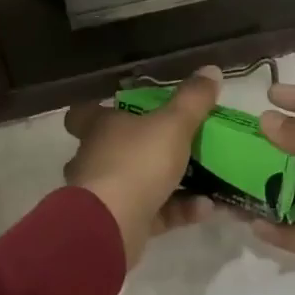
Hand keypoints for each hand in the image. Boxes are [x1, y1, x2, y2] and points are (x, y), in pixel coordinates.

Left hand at [63, 66, 222, 265]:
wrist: (113, 225)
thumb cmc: (137, 162)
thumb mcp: (174, 124)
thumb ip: (193, 99)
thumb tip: (211, 69)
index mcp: (99, 127)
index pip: (83, 113)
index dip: (98, 108)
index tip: (122, 107)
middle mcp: (95, 158)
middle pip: (115, 147)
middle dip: (145, 147)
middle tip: (180, 143)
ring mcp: (104, 193)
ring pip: (137, 182)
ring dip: (172, 181)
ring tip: (210, 178)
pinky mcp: (119, 224)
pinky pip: (153, 212)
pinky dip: (179, 209)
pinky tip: (207, 207)